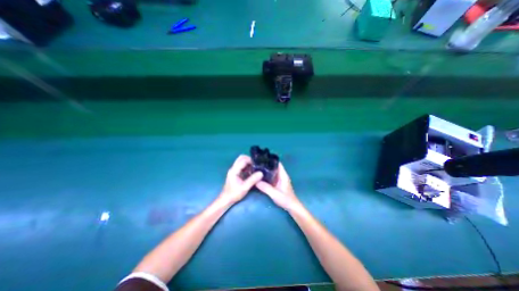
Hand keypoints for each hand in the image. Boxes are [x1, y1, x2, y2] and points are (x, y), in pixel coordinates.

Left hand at [219, 155, 263, 203]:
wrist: (226, 200)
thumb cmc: (234, 194)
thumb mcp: (244, 187)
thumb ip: (252, 180)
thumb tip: (261, 173)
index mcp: (234, 170)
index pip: (243, 160)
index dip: (251, 160)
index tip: (258, 164)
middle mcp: (233, 168)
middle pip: (241, 158)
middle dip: (249, 159)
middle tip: (256, 165)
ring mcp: (234, 170)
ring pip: (241, 161)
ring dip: (248, 163)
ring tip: (255, 168)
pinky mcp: (235, 173)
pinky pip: (242, 166)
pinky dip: (247, 166)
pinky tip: (252, 172)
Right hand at [254, 164, 299, 211]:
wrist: (292, 207)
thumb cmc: (286, 200)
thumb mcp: (275, 194)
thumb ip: (266, 188)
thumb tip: (256, 181)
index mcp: (283, 175)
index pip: (278, 164)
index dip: (271, 160)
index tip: (263, 159)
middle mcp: (281, 176)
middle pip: (274, 167)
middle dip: (267, 165)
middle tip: (257, 164)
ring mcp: (279, 180)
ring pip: (272, 172)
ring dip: (266, 171)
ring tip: (257, 169)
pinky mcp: (277, 184)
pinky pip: (271, 177)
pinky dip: (266, 176)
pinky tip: (260, 177)